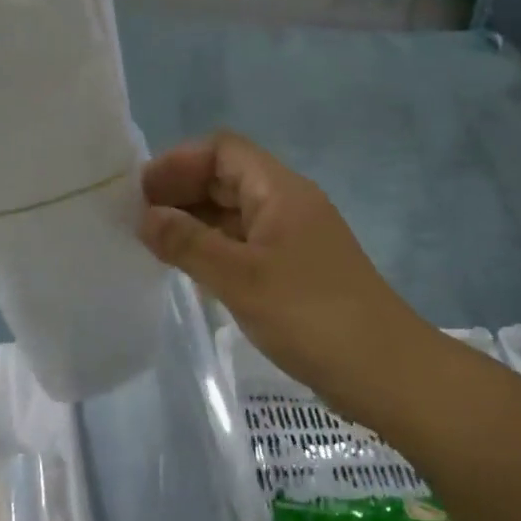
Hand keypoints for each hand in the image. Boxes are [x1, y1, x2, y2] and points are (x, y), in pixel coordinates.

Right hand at [138, 132, 439, 420]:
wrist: (384, 370)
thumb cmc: (311, 315)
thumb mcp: (241, 278)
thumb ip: (188, 243)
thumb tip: (146, 217)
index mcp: (280, 190)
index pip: (223, 150)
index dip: (180, 162)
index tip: (142, 192)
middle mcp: (287, 205)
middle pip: (227, 178)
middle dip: (182, 191)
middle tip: (137, 220)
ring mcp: (293, 239)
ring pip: (235, 214)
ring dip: (195, 222)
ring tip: (152, 245)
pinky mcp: (294, 272)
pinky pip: (244, 246)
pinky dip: (213, 250)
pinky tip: (188, 271)